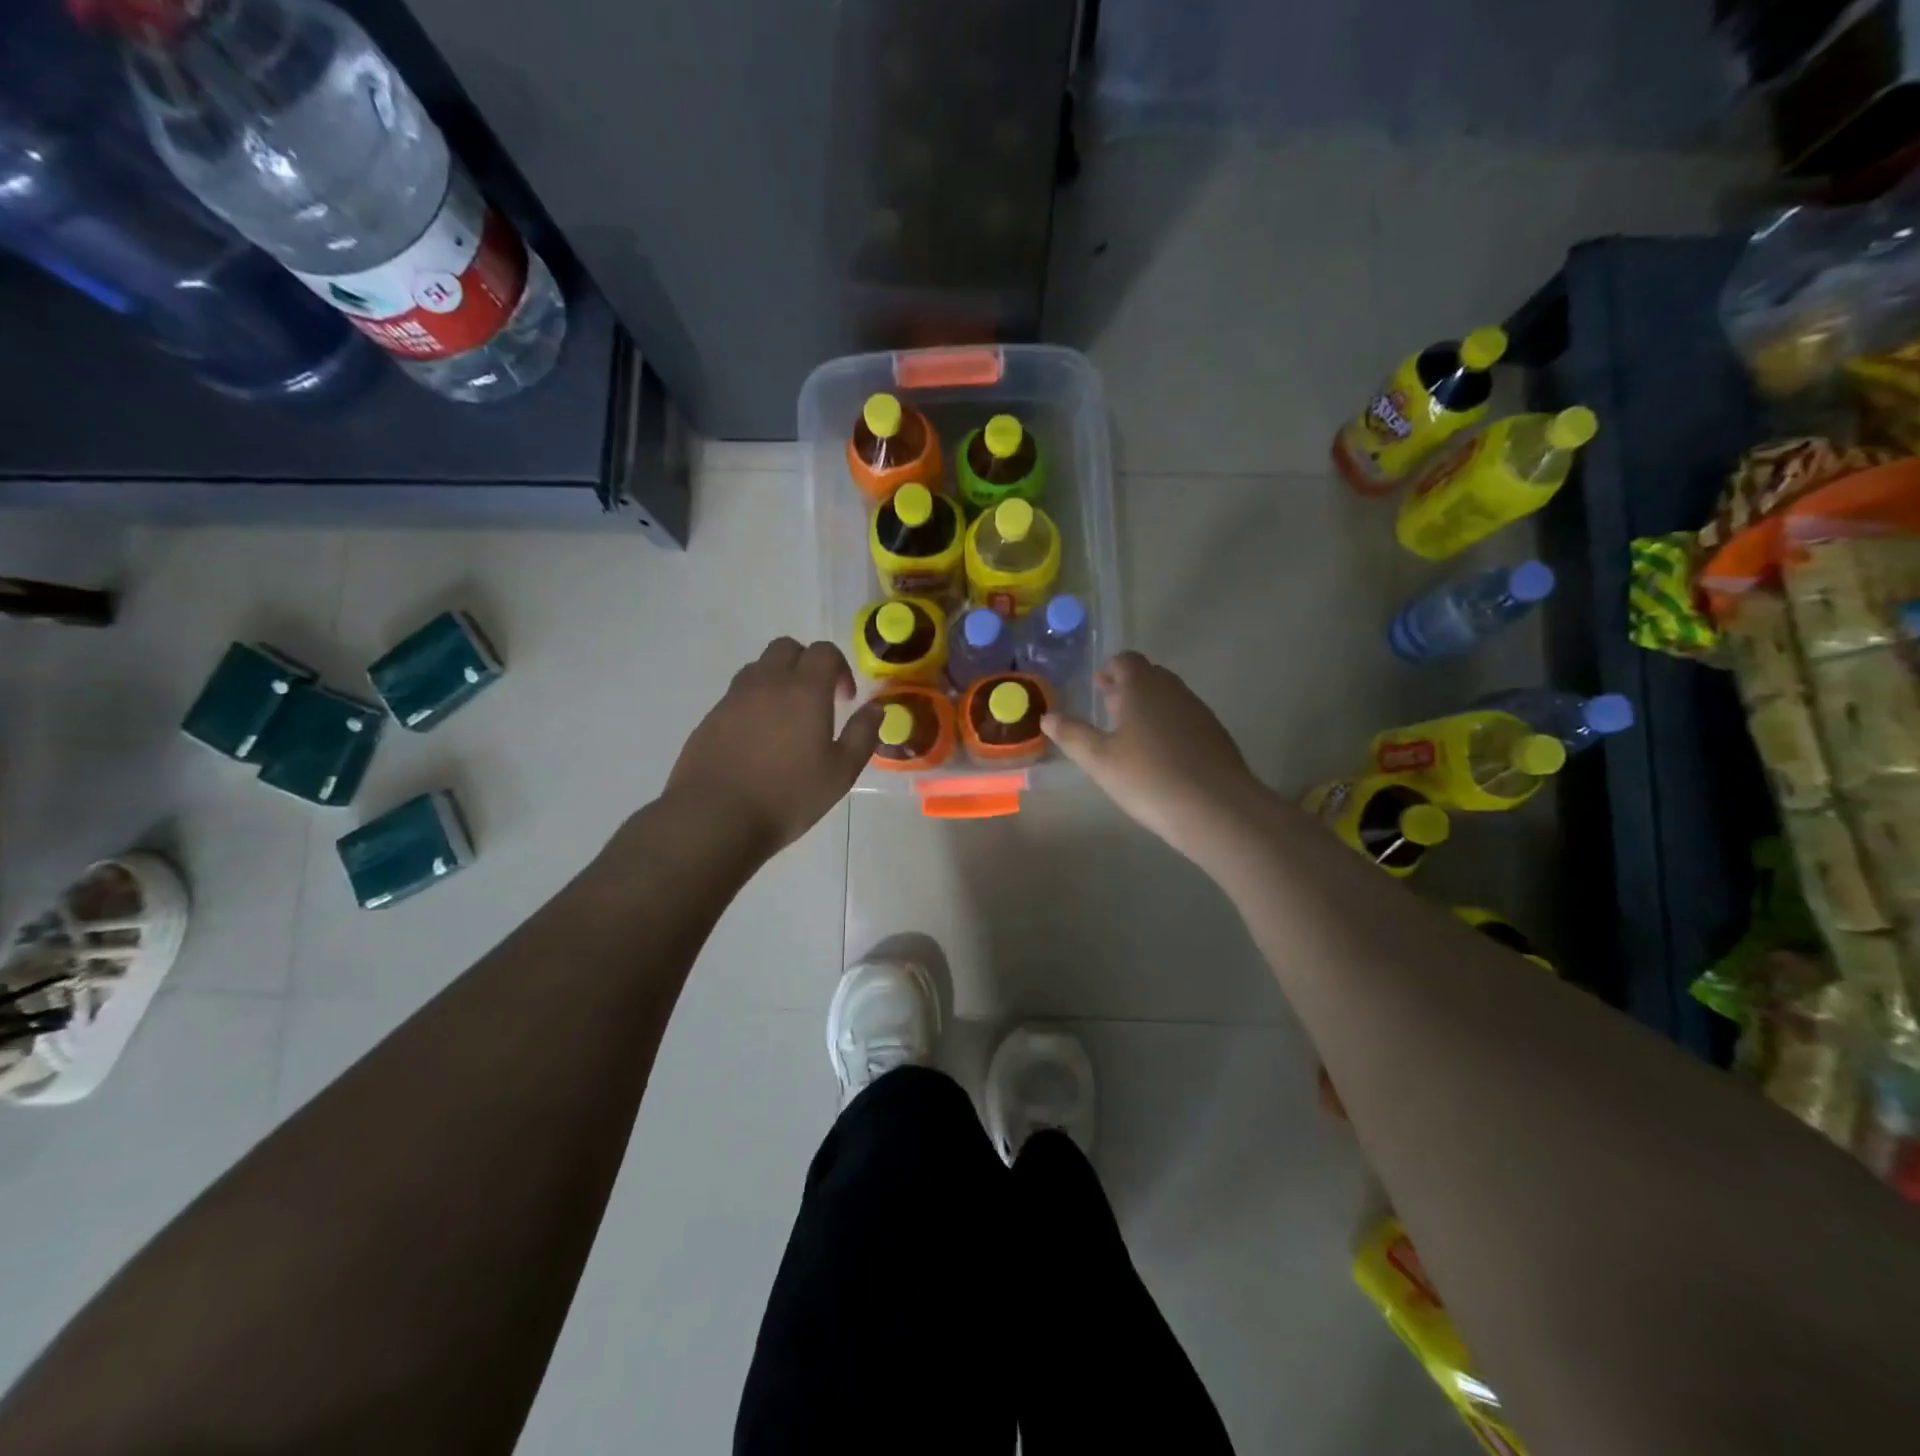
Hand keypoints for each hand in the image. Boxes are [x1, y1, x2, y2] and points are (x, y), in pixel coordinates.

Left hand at [664, 639, 881, 858]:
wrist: (715, 817)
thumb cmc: (788, 796)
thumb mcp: (840, 773)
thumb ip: (862, 735)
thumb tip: (876, 708)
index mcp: (804, 690)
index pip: (824, 652)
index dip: (840, 668)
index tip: (845, 699)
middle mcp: (767, 682)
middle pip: (787, 648)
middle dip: (807, 664)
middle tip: (817, 700)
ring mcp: (734, 697)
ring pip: (759, 668)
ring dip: (778, 680)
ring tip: (787, 719)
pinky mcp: (711, 716)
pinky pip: (738, 694)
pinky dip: (755, 702)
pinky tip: (759, 740)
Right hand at [1042, 651, 1269, 863]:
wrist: (1218, 809)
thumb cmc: (1148, 777)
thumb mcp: (1099, 759)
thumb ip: (1072, 734)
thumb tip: (1048, 716)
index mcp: (1143, 686)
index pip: (1126, 660)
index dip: (1110, 670)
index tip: (1098, 686)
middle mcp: (1174, 690)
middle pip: (1150, 676)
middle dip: (1128, 688)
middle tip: (1109, 709)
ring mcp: (1199, 712)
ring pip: (1169, 699)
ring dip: (1149, 708)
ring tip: (1131, 735)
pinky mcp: (1217, 736)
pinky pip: (1186, 720)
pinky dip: (1169, 728)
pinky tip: (1160, 757)